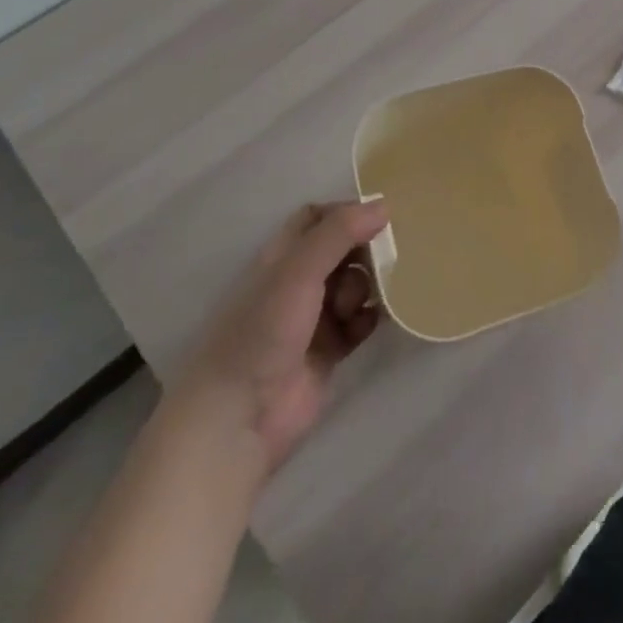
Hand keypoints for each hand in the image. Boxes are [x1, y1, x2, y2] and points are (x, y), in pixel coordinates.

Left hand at [174, 200, 389, 475]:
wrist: (238, 418)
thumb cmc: (262, 333)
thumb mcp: (298, 272)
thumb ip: (339, 233)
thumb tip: (383, 205)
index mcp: (282, 258)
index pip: (317, 218)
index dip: (346, 213)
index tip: (379, 218)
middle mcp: (298, 283)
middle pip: (343, 250)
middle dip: (366, 252)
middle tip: (384, 261)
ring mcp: (314, 318)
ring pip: (355, 285)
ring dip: (369, 287)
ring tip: (362, 304)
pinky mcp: (329, 350)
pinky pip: (361, 322)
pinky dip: (370, 319)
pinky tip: (372, 324)